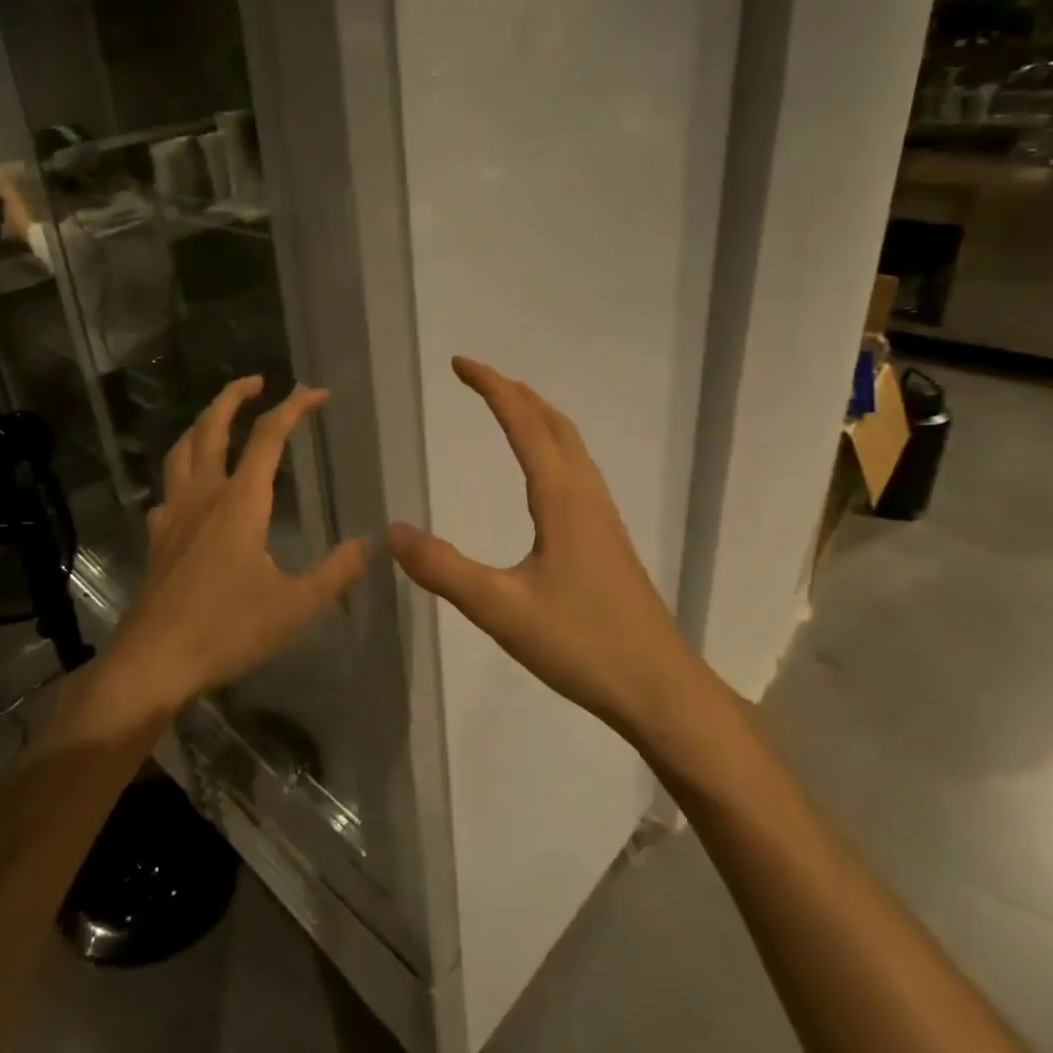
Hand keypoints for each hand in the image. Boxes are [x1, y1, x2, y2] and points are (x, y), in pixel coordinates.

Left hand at [100, 377, 367, 720]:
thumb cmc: (226, 630)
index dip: (294, 407)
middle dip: (233, 396)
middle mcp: (204, 496)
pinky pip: (169, 488)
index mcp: (240, 503)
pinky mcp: (157, 537)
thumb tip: (367, 545)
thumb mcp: (294, 607)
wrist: (153, 662)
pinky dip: (183, 471)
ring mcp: (174, 514)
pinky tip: (191, 490)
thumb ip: (334, 573)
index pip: (269, 437)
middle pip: (212, 427)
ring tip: (219, 420)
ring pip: (182, 450)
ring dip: (202, 424)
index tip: (317, 393)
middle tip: (256, 382)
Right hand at [389, 358, 707, 739]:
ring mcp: (602, 517)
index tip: (459, 363)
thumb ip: (444, 570)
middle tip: (476, 377)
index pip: (523, 424)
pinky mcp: (607, 539)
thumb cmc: (583, 643)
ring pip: (570, 445)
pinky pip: (576, 470)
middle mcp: (585, 495)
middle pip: (553, 424)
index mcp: (562, 498)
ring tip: (507, 407)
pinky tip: (543, 474)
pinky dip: (552, 445)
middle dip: (514, 393)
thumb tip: (392, 531)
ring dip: (537, 415)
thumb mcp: (501, 609)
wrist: (660, 689)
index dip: (491, 388)